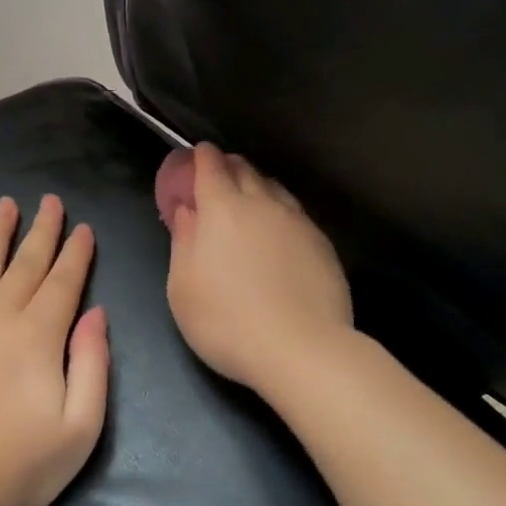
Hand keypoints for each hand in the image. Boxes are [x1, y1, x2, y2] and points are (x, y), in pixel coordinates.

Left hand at [0, 195, 108, 505]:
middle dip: (41, 231)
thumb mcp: (81, 427)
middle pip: (24, 264)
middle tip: (50, 201)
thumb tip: (95, 314)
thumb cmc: (21, 469)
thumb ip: (93, 364)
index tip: (83, 228)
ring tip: (5, 205)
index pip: (63, 281)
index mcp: (37, 336)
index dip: (76, 253)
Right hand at [160, 143, 351, 392]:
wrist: (301, 349)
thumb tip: (187, 212)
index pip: (211, 167)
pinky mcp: (323, 245)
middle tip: (218, 177)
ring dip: (258, 186)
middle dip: (229, 167)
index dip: (202, 158)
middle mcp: (263, 205)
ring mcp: (298, 223)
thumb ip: (183, 242)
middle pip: (245, 171)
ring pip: (275, 189)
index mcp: (222, 210)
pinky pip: (296, 214)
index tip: (198, 155)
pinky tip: (278, 232)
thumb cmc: (226, 321)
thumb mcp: (183, 288)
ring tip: (249, 200)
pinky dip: (280, 212)